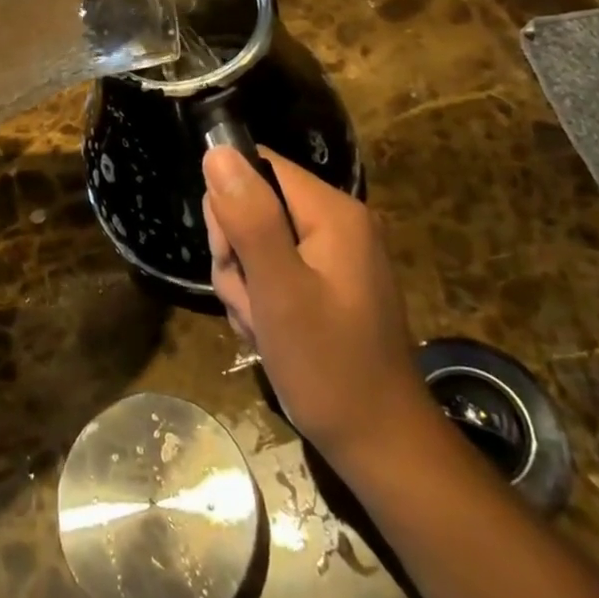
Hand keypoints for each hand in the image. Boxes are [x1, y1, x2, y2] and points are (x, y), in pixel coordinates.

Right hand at [203, 146, 436, 466]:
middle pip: (253, 206)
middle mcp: (335, 222)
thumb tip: (217, 150)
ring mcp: (333, 255)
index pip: (258, 166)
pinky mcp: (327, 284)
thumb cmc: (329, 367)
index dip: (230, 205)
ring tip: (263, 327)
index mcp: (332, 211)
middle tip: (251, 302)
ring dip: (245, 286)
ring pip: (256, 243)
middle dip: (236, 255)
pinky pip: (273, 272)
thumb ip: (249, 218)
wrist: (381, 447)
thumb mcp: (280, 291)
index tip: (231, 256)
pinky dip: (261, 302)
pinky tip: (270, 336)